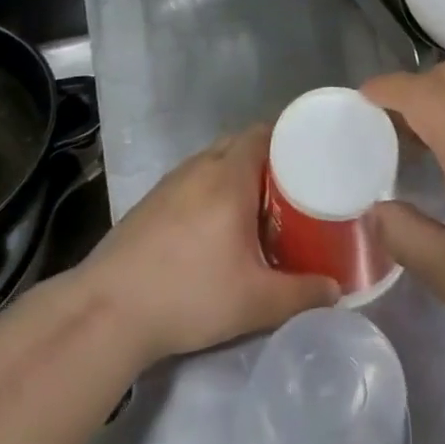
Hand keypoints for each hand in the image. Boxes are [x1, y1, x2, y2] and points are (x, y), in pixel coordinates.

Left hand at [77, 125, 338, 365]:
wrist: (108, 311)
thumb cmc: (189, 295)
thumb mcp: (256, 303)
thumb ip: (302, 294)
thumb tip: (336, 289)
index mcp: (229, 177)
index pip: (263, 132)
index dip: (289, 137)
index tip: (311, 157)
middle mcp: (200, 167)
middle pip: (239, 143)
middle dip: (267, 158)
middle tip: (291, 188)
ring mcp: (170, 183)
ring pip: (213, 161)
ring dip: (236, 173)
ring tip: (257, 207)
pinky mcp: (150, 202)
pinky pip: (192, 180)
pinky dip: (211, 189)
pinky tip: (215, 227)